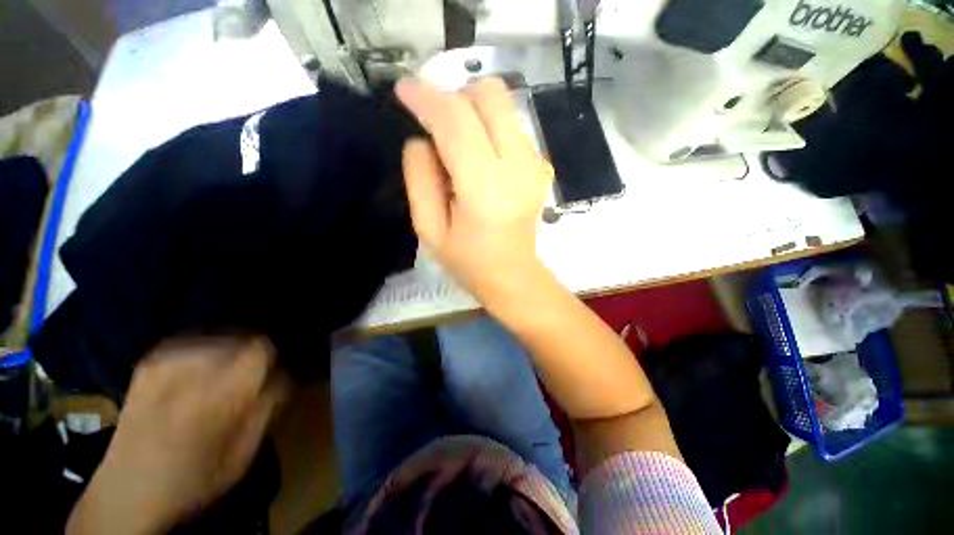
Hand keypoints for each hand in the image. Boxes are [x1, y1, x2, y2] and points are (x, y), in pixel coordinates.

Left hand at [67, 337, 289, 534]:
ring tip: (223, 377)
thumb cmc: (194, 480)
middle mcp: (191, 369)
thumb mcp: (245, 452)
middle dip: (253, 354)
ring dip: (230, 351)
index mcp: (218, 395)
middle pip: (242, 337)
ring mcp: (165, 362)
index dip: (273, 357)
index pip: (261, 347)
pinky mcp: (150, 361)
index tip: (272, 373)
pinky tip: (200, 372)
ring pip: (219, 335)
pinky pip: (193, 340)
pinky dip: (206, 350)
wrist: (126, 492)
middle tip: (250, 377)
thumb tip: (284, 373)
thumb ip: (269, 406)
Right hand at [396, 77, 553, 309]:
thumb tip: (421, 139)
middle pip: (489, 96)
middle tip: (435, 122)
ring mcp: (536, 164)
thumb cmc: (468, 261)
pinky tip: (481, 158)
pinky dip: (490, 129)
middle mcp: (518, 168)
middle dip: (454, 96)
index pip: (456, 122)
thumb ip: (420, 180)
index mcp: (485, 190)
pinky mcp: (542, 166)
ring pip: (503, 106)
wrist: (513, 275)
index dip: (427, 98)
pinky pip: (512, 126)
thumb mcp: (429, 229)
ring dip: (472, 112)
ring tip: (457, 146)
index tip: (404, 90)